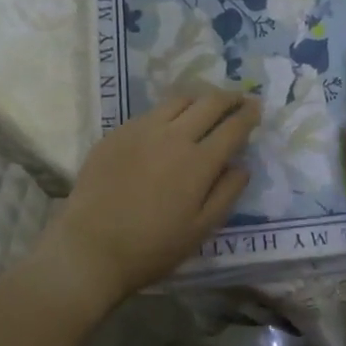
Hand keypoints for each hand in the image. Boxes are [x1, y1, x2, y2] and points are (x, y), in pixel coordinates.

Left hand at [36, 87, 259, 309]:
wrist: (89, 248)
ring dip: (199, 98)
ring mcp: (142, 129)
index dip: (248, 114)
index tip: (256, 107)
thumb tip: (242, 166)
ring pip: (179, 100)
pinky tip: (168, 123)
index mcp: (199, 162)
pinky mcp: (118, 132)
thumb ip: (226, 194)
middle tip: (237, 99)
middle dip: (229, 98)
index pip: (233, 127)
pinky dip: (169, 111)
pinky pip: (151, 112)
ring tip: (205, 105)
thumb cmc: (151, 248)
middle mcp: (173, 136)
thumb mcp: (200, 230)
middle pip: (209, 103)